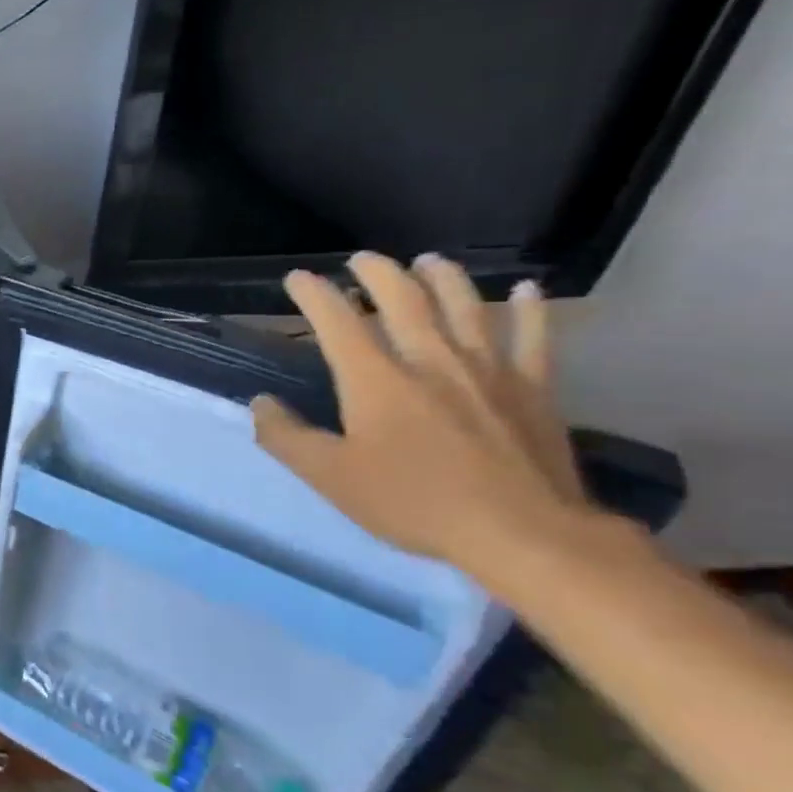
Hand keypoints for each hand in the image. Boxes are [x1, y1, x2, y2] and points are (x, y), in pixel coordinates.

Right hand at [251, 252, 596, 577]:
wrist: (519, 532)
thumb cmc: (412, 503)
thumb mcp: (330, 477)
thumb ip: (287, 438)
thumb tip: (260, 403)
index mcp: (375, 380)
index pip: (337, 323)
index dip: (313, 296)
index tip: (298, 279)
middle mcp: (429, 360)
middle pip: (403, 299)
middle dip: (377, 273)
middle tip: (362, 259)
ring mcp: (487, 369)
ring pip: (464, 305)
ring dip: (442, 277)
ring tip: (428, 261)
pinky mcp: (533, 388)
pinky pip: (533, 337)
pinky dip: (529, 310)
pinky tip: (526, 291)